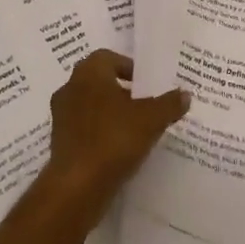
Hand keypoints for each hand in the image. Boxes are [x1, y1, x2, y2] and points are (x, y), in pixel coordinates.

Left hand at [40, 50, 188, 227]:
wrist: (77, 187)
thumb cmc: (113, 139)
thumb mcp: (150, 120)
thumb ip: (169, 104)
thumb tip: (185, 94)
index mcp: (89, 72)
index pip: (108, 57)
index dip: (128, 67)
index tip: (146, 83)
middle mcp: (70, 87)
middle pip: (99, 82)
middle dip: (121, 91)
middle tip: (144, 105)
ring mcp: (61, 116)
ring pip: (90, 106)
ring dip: (110, 114)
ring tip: (135, 130)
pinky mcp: (59, 143)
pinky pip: (84, 129)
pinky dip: (100, 134)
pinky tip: (119, 150)